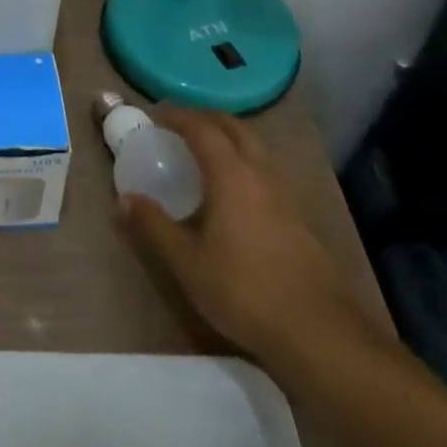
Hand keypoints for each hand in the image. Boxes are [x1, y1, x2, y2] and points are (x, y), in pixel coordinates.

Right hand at [122, 106, 384, 371]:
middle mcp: (261, 176)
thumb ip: (154, 226)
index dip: (178, 115)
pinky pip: (264, 173)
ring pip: (255, 150)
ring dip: (228, 139)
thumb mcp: (186, 262)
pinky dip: (242, 163)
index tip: (156, 113)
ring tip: (202, 152)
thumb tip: (125, 198)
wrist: (320, 334)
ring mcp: (285, 197)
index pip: (203, 129)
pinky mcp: (298, 220)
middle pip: (235, 129)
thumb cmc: (244, 290)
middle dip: (206, 118)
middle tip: (180, 123)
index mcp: (232, 176)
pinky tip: (231, 191)